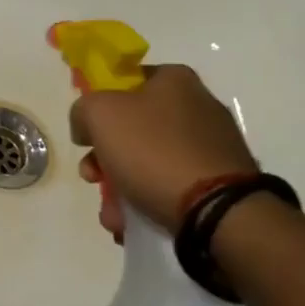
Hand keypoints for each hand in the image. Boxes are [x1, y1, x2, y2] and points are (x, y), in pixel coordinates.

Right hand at [70, 65, 256, 238]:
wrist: (216, 211)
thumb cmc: (153, 150)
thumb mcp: (99, 114)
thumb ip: (83, 110)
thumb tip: (86, 127)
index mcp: (175, 80)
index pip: (127, 81)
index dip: (100, 105)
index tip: (87, 134)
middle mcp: (198, 107)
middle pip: (135, 127)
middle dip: (105, 157)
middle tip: (92, 178)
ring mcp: (212, 146)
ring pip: (150, 162)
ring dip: (122, 188)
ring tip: (113, 217)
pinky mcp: (221, 183)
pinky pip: (173, 186)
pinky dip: (149, 202)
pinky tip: (133, 225)